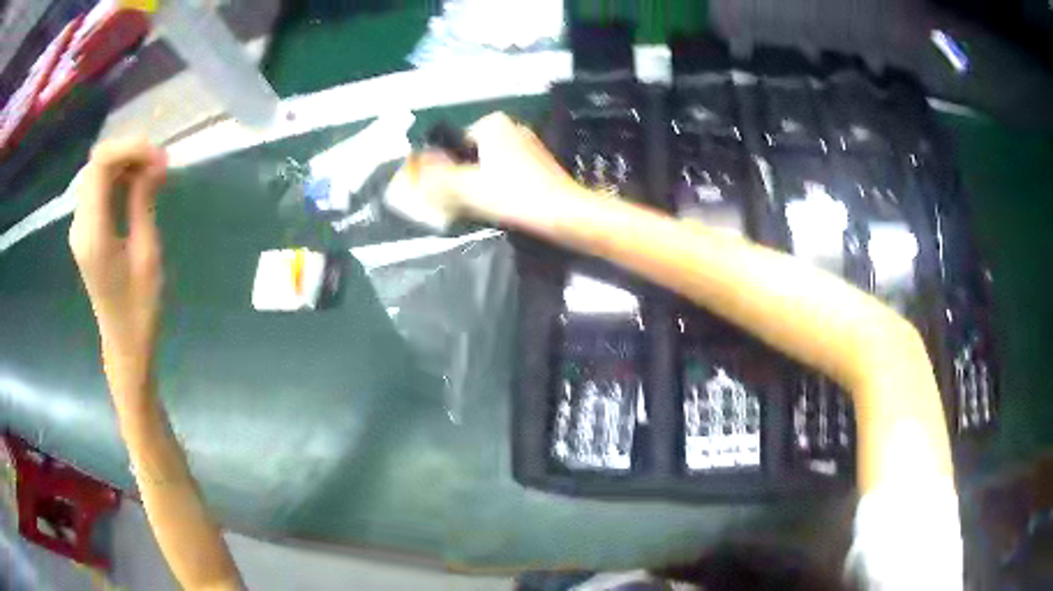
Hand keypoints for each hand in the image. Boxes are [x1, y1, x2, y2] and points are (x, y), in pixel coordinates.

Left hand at [69, 138, 167, 382]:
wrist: (123, 343)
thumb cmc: (139, 308)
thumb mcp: (146, 254)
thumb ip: (143, 203)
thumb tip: (153, 163)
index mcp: (92, 234)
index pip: (100, 166)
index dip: (130, 148)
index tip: (159, 157)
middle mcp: (79, 225)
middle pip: (96, 164)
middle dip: (128, 152)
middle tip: (158, 163)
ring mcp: (79, 227)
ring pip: (96, 173)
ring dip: (124, 162)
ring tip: (152, 172)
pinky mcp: (85, 231)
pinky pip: (97, 189)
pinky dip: (118, 177)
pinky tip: (137, 183)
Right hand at [396, 112, 581, 224]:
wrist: (566, 214)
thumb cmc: (515, 196)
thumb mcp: (467, 188)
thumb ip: (436, 179)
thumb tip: (413, 173)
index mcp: (492, 124)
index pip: (454, 145)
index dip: (447, 170)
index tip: (450, 193)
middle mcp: (511, 128)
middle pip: (472, 155)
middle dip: (464, 178)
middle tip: (465, 203)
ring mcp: (528, 145)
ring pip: (490, 166)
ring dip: (481, 185)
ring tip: (485, 207)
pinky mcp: (540, 164)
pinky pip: (508, 174)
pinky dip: (501, 188)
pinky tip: (504, 207)